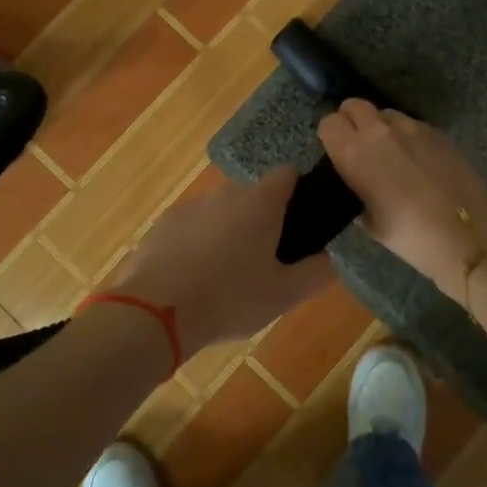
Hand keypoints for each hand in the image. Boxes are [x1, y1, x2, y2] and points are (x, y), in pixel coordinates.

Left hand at [107, 167, 334, 353]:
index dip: (298, 192)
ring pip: (220, 213)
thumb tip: (331, 256)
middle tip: (264, 263)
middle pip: (253, 197)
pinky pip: (191, 228)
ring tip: (226, 278)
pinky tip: (194, 281)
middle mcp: (225, 193)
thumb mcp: (284, 295)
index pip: (287, 174)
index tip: (299, 223)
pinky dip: (197, 245)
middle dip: (261, 222)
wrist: (154, 312)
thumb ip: (317, 272)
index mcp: (260, 203)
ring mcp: (190, 206)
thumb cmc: (230, 299)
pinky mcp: (162, 225)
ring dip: (228, 234)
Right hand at [317, 99, 486, 303]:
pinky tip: (418, 161)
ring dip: (381, 127)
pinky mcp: (437, 132)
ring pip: (385, 113)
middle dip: (351, 121)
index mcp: (354, 152)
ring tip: (391, 154)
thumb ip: (355, 190)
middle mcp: (379, 131)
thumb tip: (358, 180)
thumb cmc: (410, 236)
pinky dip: (407, 136)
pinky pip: (412, 124)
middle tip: (359, 148)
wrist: (468, 235)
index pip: (329, 123)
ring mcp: (412, 127)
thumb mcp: (369, 221)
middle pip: (354, 105)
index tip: (337, 153)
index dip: (331, 136)